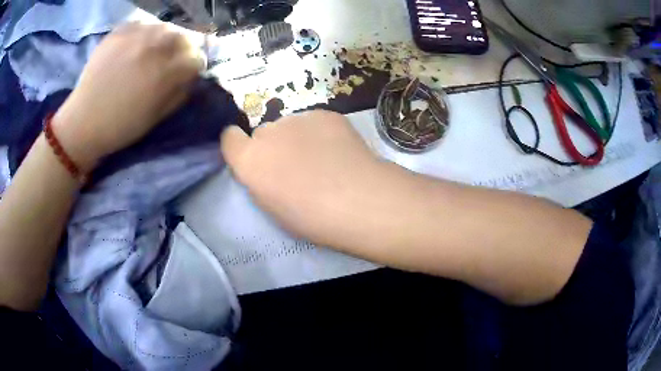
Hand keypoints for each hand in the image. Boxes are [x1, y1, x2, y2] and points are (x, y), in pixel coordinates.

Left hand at [52, 22, 205, 170]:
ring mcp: (135, 36)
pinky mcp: (119, 32)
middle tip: (171, 61)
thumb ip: (178, 94)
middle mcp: (154, 47)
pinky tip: (137, 45)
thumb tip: (189, 78)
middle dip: (183, 49)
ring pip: (165, 27)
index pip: (197, 58)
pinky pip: (142, 23)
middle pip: (184, 37)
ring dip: (165, 39)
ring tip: (153, 51)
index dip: (193, 68)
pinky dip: (145, 32)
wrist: (83, 122)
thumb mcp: (156, 117)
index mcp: (165, 72)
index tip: (186, 74)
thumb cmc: (120, 127)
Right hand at [221, 110, 399, 248]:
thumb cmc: (312, 217)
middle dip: (272, 146)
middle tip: (295, 165)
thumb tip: (265, 168)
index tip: (251, 157)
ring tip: (323, 159)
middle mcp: (268, 132)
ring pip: (290, 126)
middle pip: (262, 133)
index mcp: (250, 160)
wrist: (358, 200)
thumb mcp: (272, 208)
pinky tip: (338, 150)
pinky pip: (314, 121)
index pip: (228, 138)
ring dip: (297, 138)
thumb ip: (260, 180)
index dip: (238, 146)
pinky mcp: (325, 113)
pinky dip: (321, 133)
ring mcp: (298, 118)